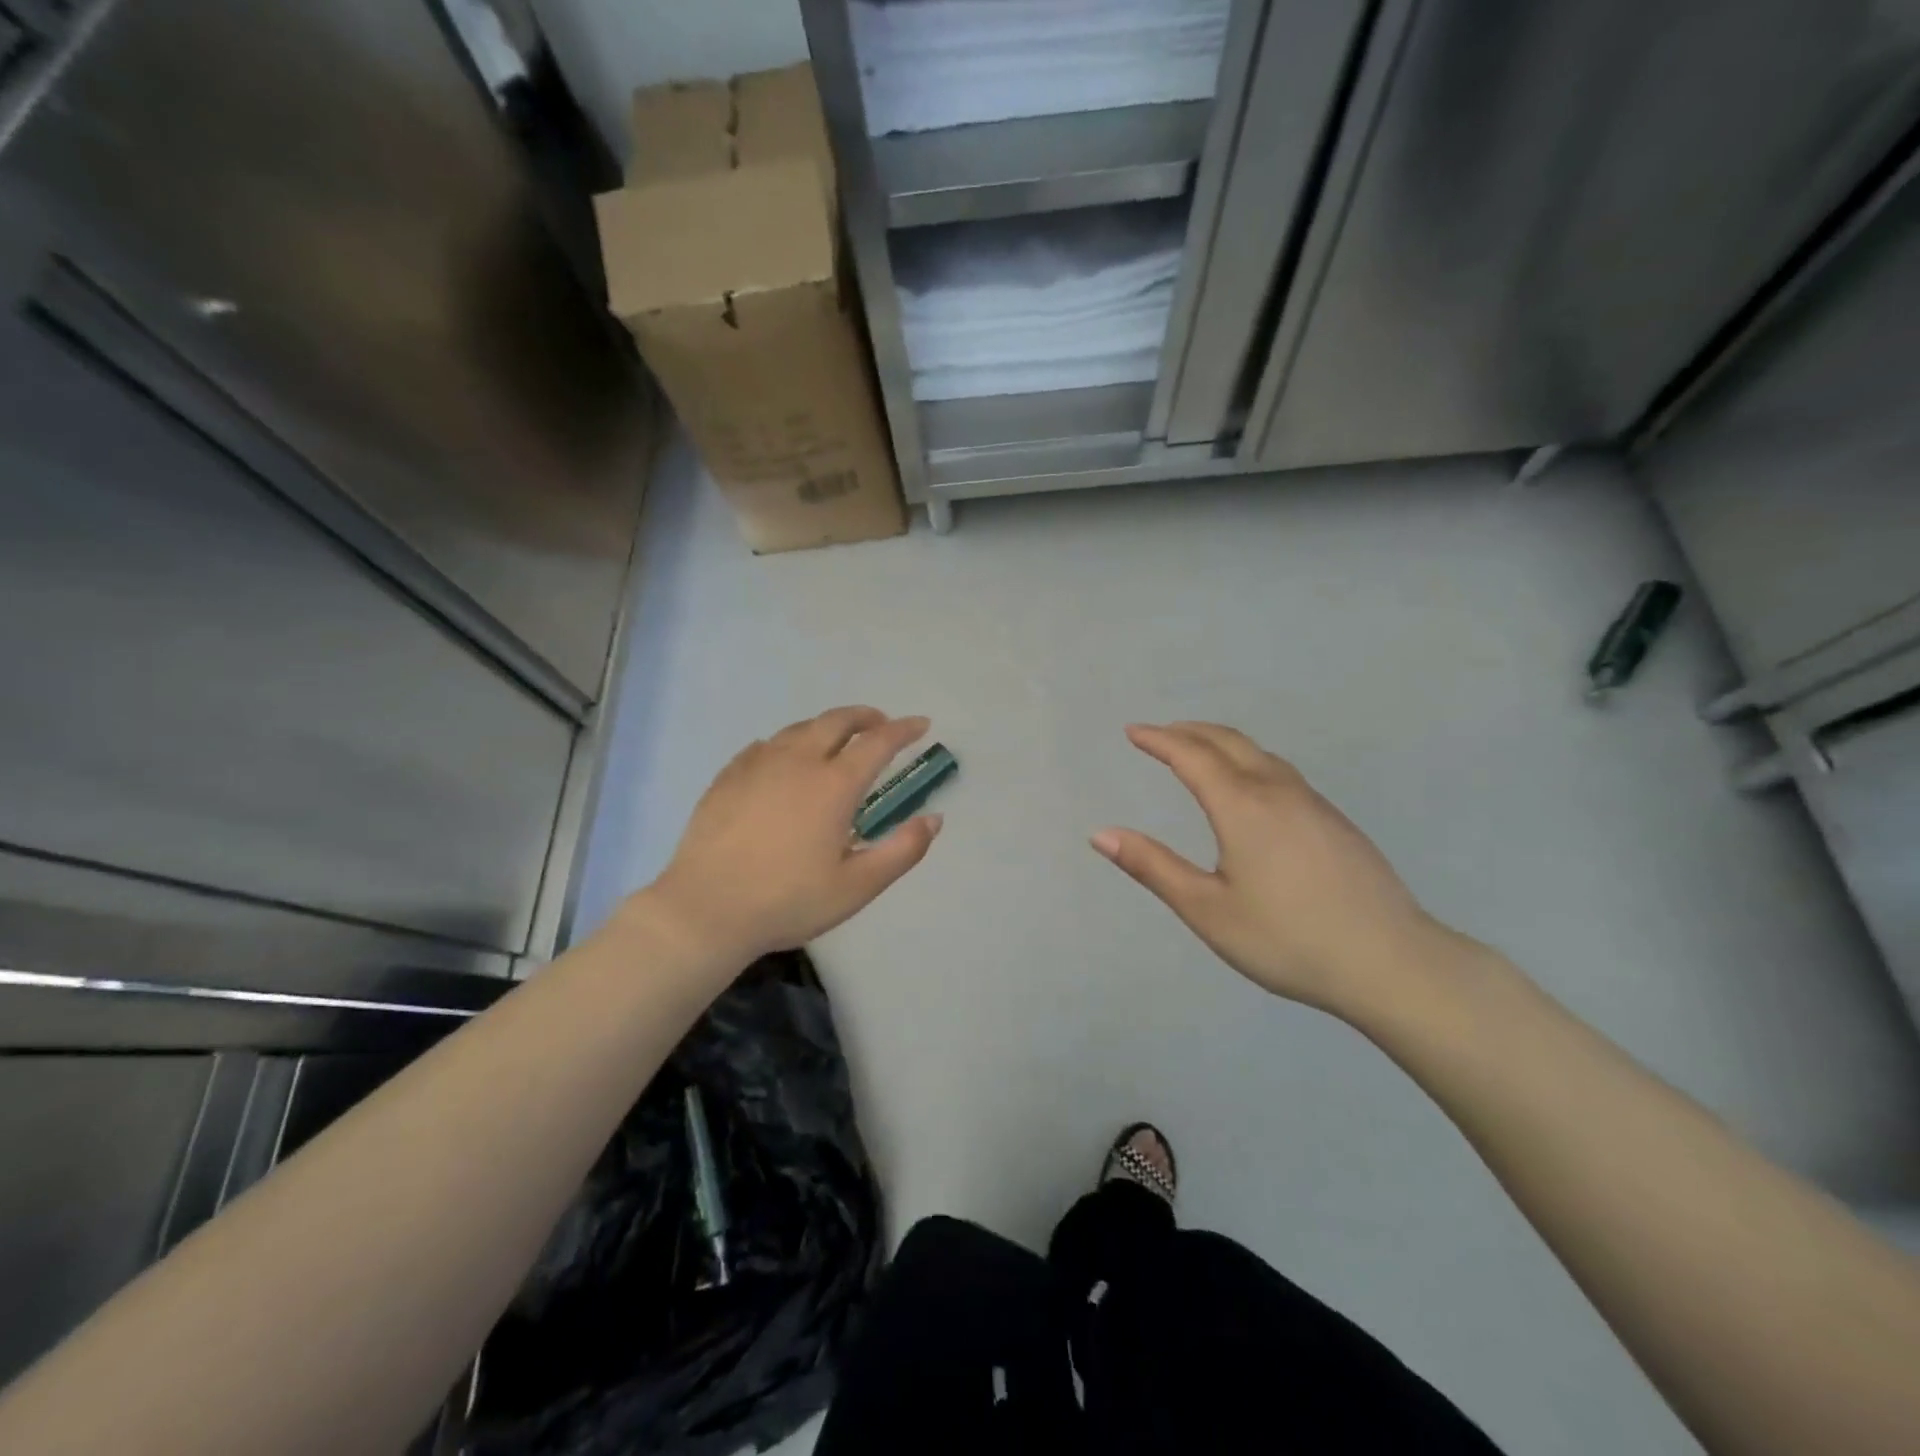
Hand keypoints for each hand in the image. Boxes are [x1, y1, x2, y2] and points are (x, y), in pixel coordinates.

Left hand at [642, 707, 940, 967]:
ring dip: (827, 726)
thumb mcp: (857, 887)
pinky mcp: (728, 777)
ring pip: (799, 728)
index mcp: (834, 785)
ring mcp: (758, 765)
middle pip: (837, 721)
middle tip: (881, 723)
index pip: (878, 742)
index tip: (921, 724)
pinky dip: (788, 743)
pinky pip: (765, 746)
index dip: (904, 729)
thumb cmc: (788, 901)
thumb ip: (902, 851)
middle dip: (865, 716)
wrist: (705, 911)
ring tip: (837, 739)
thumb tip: (934, 819)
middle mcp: (798, 762)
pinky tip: (784, 759)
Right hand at [1092, 723, 1450, 1017]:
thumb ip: (1153, 868)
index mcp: (1242, 807)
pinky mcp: (1336, 821)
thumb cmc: (1287, 939)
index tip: (1133, 731)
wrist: (1392, 962)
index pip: (1192, 756)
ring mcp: (1314, 803)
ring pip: (1260, 754)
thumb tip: (1101, 834)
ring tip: (1199, 751)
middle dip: (1189, 731)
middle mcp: (1278, 791)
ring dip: (1222, 743)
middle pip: (1228, 742)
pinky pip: (1282, 772)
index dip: (1159, 740)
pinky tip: (1251, 788)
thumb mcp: (1207, 910)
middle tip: (1160, 733)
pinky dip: (1250, 761)